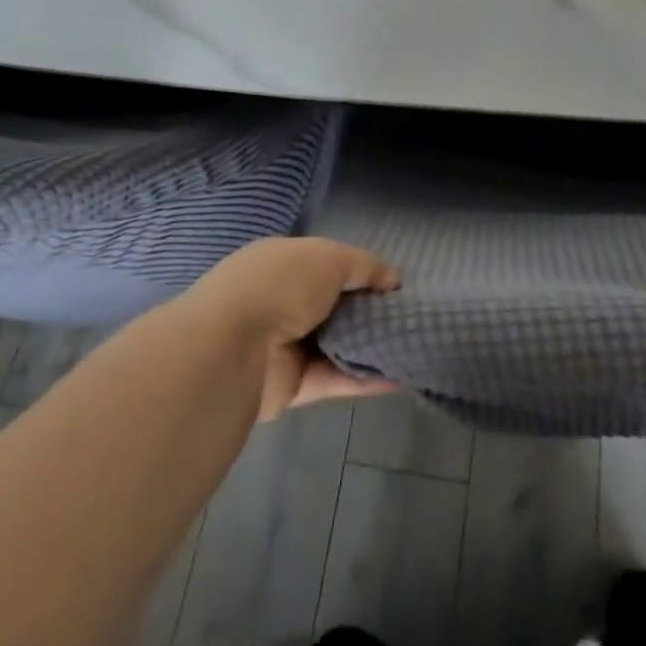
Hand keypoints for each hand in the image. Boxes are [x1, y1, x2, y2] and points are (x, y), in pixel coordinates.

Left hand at [184, 237, 401, 420]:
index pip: (328, 263)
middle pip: (334, 306)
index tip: (396, 285)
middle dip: (369, 310)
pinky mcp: (292, 387)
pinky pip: (336, 380)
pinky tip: (402, 376)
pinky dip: (367, 380)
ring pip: (337, 345)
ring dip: (371, 346)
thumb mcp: (329, 257)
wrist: (232, 349)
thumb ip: (364, 266)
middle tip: (411, 316)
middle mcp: (282, 301)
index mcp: (283, 262)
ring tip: (414, 345)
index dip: (361, 272)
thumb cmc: (281, 285)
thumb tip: (394, 279)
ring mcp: (286, 346)